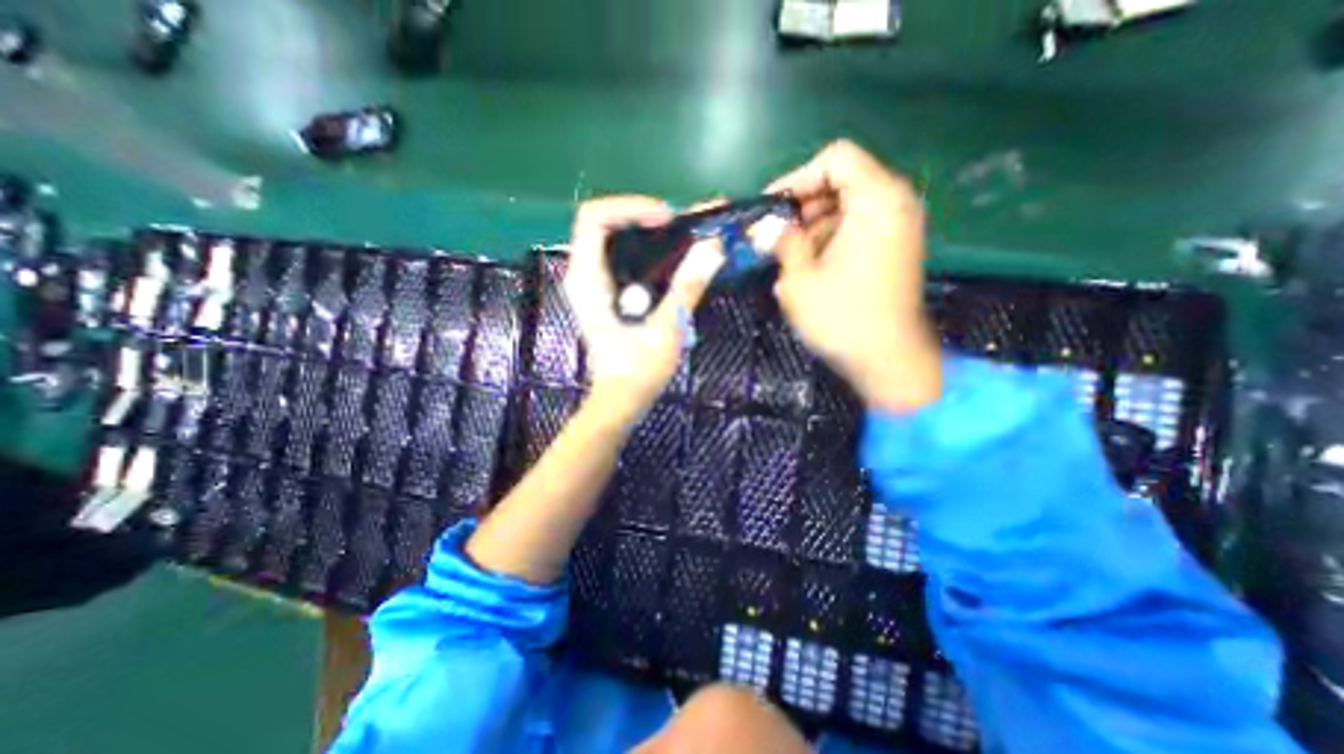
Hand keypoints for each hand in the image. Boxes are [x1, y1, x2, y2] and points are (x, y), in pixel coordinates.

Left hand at [563, 195, 724, 424]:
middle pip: (605, 223)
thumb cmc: (638, 371)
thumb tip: (713, 247)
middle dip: (644, 216)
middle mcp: (583, 275)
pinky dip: (647, 250)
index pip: (594, 218)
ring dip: (648, 232)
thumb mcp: (666, 329)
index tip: (667, 220)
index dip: (630, 208)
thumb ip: (686, 287)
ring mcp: (593, 284)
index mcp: (587, 279)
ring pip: (614, 239)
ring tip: (683, 237)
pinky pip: (621, 256)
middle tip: (681, 226)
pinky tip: (672, 260)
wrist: (620, 400)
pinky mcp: (605, 293)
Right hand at [767, 142, 943, 410]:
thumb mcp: (800, 279)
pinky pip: (859, 227)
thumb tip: (765, 226)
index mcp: (876, 201)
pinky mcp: (896, 249)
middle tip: (775, 234)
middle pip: (843, 180)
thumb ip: (782, 242)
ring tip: (789, 254)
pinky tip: (811, 265)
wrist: (888, 360)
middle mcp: (895, 204)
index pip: (835, 159)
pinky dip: (832, 238)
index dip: (798, 178)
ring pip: (849, 206)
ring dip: (814, 224)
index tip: (772, 208)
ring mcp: (899, 227)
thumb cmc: (842, 318)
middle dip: (803, 204)